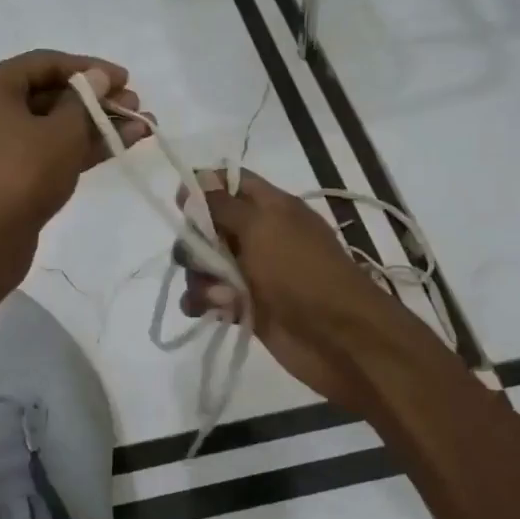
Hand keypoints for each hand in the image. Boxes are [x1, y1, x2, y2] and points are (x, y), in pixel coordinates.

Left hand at [0, 50, 149, 285]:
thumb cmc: (20, 174)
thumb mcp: (61, 132)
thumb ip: (85, 101)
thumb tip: (97, 78)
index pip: (47, 63)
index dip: (90, 68)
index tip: (126, 80)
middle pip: (52, 95)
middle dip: (97, 100)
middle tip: (135, 107)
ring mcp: (0, 146)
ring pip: (55, 127)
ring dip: (97, 125)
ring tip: (142, 127)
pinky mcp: (11, 177)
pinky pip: (50, 152)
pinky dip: (83, 148)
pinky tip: (122, 146)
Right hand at [176, 169, 401, 413]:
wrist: (338, 338)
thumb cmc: (302, 272)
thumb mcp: (262, 227)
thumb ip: (222, 204)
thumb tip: (193, 180)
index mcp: (271, 208)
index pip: (230, 183)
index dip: (203, 187)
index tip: (180, 202)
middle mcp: (259, 236)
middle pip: (208, 226)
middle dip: (194, 241)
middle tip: (202, 257)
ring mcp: (251, 273)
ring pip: (204, 264)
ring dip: (199, 277)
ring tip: (218, 296)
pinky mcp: (244, 307)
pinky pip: (208, 297)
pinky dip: (202, 302)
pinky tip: (208, 310)